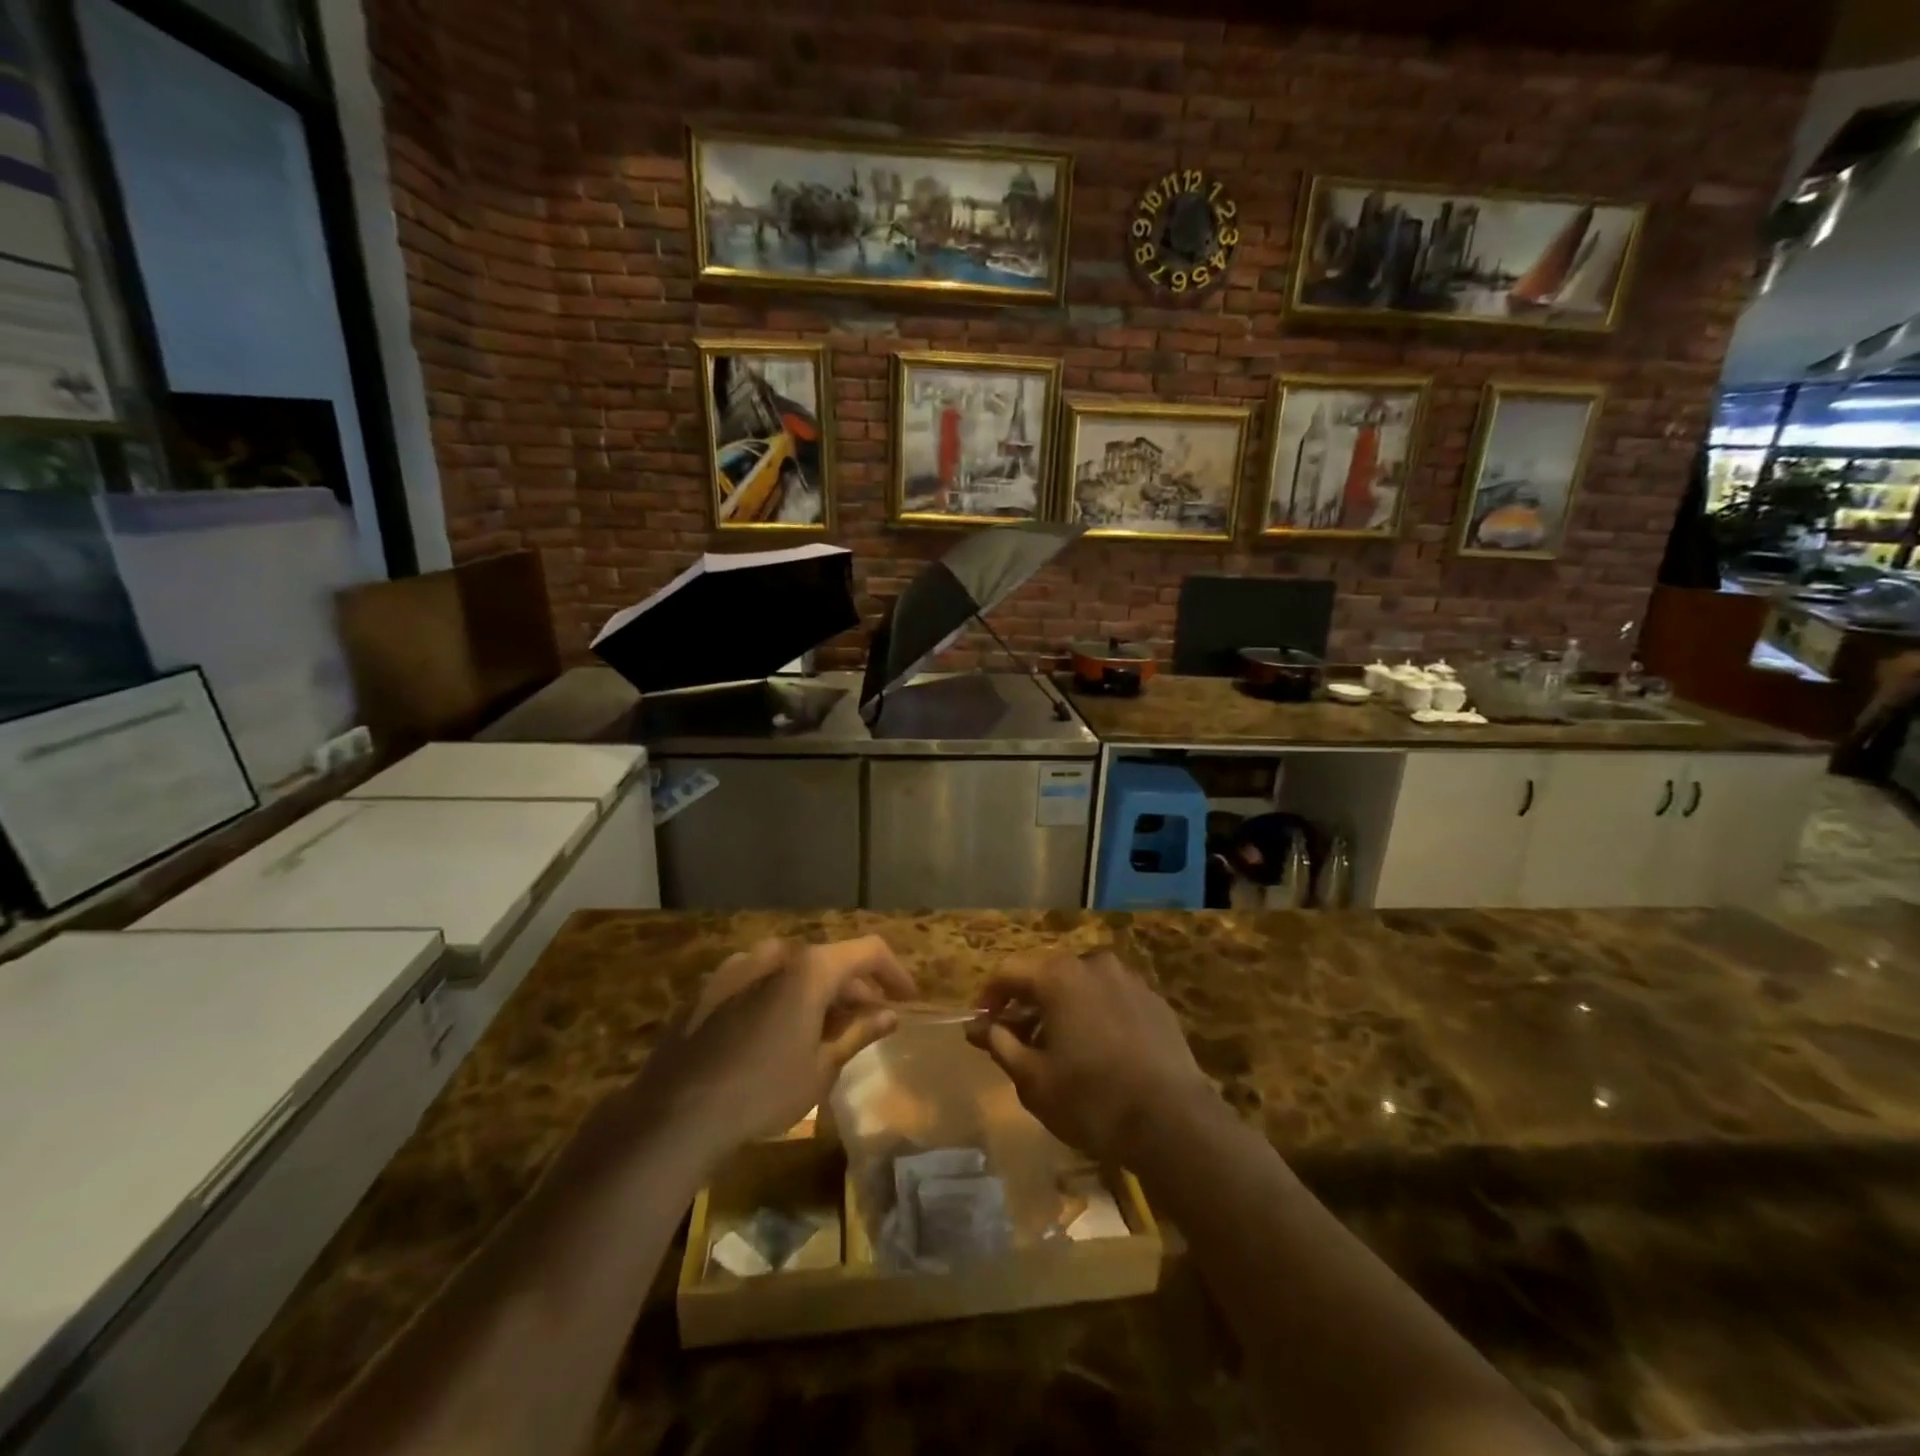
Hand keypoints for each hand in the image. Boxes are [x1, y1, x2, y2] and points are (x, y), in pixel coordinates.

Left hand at [633, 936, 913, 1161]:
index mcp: (809, 967)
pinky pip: (761, 980)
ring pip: (794, 969)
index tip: (907, 999)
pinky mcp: (710, 987)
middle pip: (830, 959)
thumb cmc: (762, 1092)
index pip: (869, 950)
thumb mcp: (821, 1068)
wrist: (674, 1114)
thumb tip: (890, 1015)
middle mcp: (776, 954)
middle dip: (856, 987)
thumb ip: (858, 1033)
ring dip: (819, 991)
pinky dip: (783, 996)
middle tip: (871, 1020)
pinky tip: (782, 1032)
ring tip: (828, 1028)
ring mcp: (738, 967)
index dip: (894, 972)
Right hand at [965, 951, 1213, 1163]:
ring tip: (1057, 1050)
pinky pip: (1111, 999)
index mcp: (1059, 976)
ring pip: (1081, 986)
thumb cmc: (1091, 1099)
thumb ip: (1000, 1044)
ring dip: (1061, 1010)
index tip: (982, 1027)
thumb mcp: (1032, 1079)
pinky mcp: (1155, 1001)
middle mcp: (1093, 964)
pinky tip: (1097, 1052)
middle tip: (1016, 1041)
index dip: (989, 998)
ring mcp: (1129, 980)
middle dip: (1026, 1005)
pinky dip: (1094, 1016)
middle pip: (1046, 975)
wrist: (1174, 1122)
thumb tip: (981, 1027)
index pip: (1009, 972)